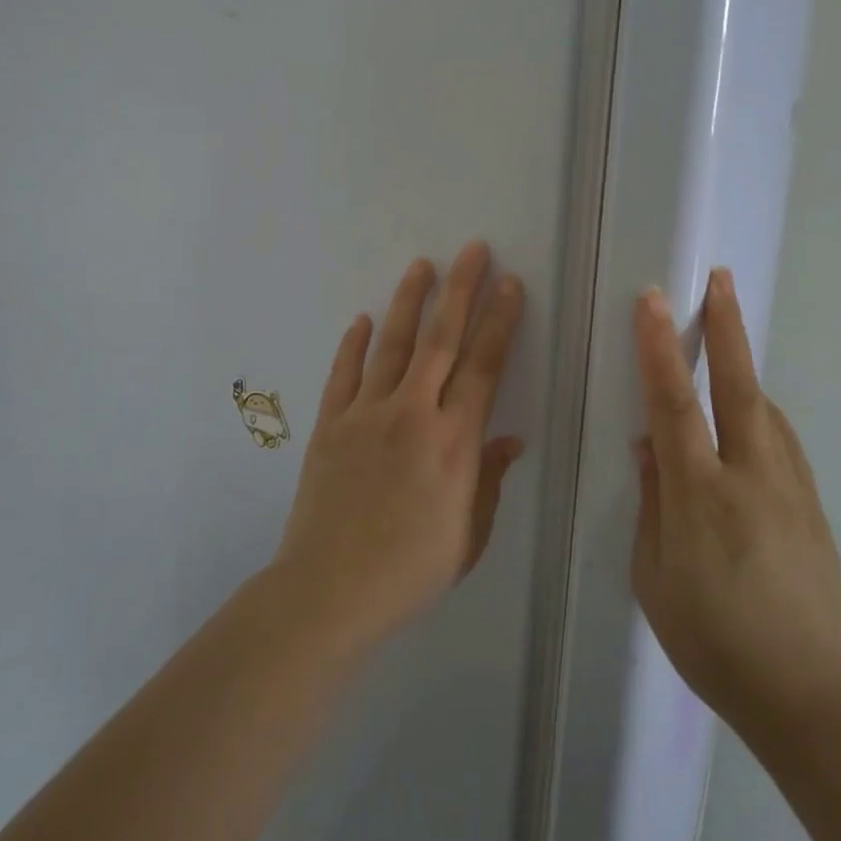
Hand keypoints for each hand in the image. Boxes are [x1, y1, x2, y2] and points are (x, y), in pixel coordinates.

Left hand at [274, 241, 526, 643]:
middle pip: (441, 339)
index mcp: (453, 441)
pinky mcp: (330, 425)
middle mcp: (412, 414)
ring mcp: (366, 414)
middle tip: (472, 249)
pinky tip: (363, 319)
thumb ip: (489, 479)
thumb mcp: (468, 535)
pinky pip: (344, 374)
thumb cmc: (410, 571)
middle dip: (460, 289)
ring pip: (393, 345)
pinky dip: (354, 344)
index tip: (510, 285)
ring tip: (422, 265)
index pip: (484, 366)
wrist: (330, 590)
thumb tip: (509, 438)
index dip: (500, 322)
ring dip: (409, 301)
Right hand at [631, 268, 840, 733]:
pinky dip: (761, 412)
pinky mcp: (813, 506)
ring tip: (727, 338)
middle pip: (739, 387)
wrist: (808, 695)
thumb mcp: (654, 577)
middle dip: (727, 328)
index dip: (660, 349)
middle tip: (720, 279)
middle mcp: (751, 478)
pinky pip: (782, 441)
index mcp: (701, 496)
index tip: (653, 301)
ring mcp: (791, 489)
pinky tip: (751, 414)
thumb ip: (652, 502)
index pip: (675, 405)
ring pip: (766, 409)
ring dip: (745, 367)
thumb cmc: (712, 640)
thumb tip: (652, 446)